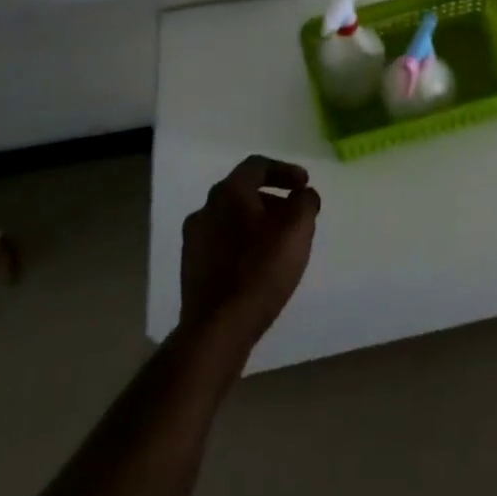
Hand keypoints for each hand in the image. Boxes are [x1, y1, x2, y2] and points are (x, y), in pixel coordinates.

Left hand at [178, 155, 320, 365]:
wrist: (216, 329)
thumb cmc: (261, 270)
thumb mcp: (297, 229)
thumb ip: (305, 202)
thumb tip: (303, 195)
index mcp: (229, 192)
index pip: (257, 166)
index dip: (284, 170)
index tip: (304, 185)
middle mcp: (206, 208)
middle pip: (243, 192)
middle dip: (272, 199)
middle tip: (294, 214)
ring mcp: (193, 240)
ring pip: (231, 218)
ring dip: (257, 222)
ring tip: (279, 243)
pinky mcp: (190, 268)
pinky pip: (221, 243)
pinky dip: (242, 244)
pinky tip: (258, 265)